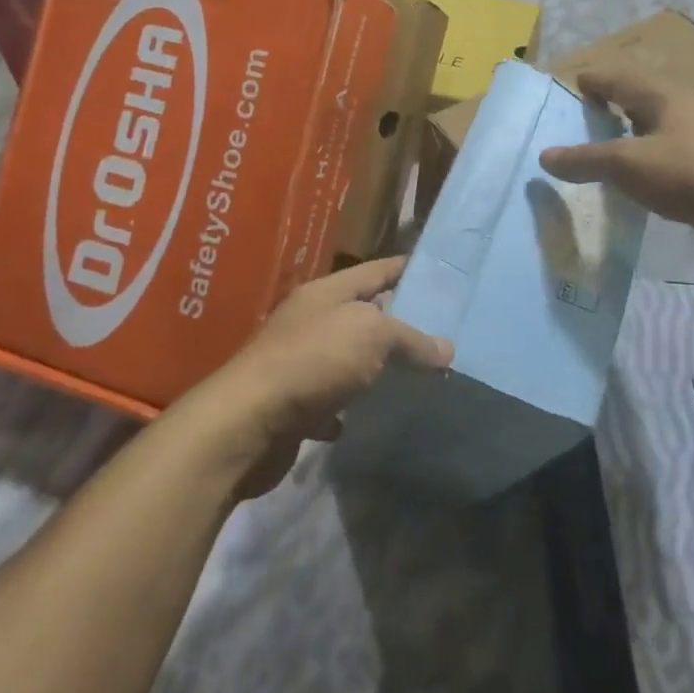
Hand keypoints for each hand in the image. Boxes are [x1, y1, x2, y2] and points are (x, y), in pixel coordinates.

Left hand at [189, 256, 451, 499]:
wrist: (248, 423)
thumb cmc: (313, 361)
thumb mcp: (371, 335)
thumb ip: (410, 339)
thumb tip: (446, 350)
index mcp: (326, 292)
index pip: (375, 270)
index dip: (406, 269)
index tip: (441, 275)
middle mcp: (310, 320)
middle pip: (362, 314)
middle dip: (398, 322)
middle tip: (442, 332)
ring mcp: (299, 362)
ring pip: (347, 358)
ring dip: (375, 367)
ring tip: (417, 376)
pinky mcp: (292, 404)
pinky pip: (331, 400)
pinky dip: (349, 407)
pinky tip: (369, 418)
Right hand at [539, 64, 693, 264]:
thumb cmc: (692, 176)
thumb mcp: (629, 166)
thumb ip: (585, 160)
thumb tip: (544, 155)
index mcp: (661, 94)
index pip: (614, 76)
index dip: (587, 81)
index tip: (563, 92)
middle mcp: (682, 104)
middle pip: (635, 94)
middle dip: (606, 103)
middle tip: (577, 121)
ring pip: (653, 122)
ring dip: (626, 130)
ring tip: (601, 148)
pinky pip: (668, 147)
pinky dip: (645, 154)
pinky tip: (637, 177)